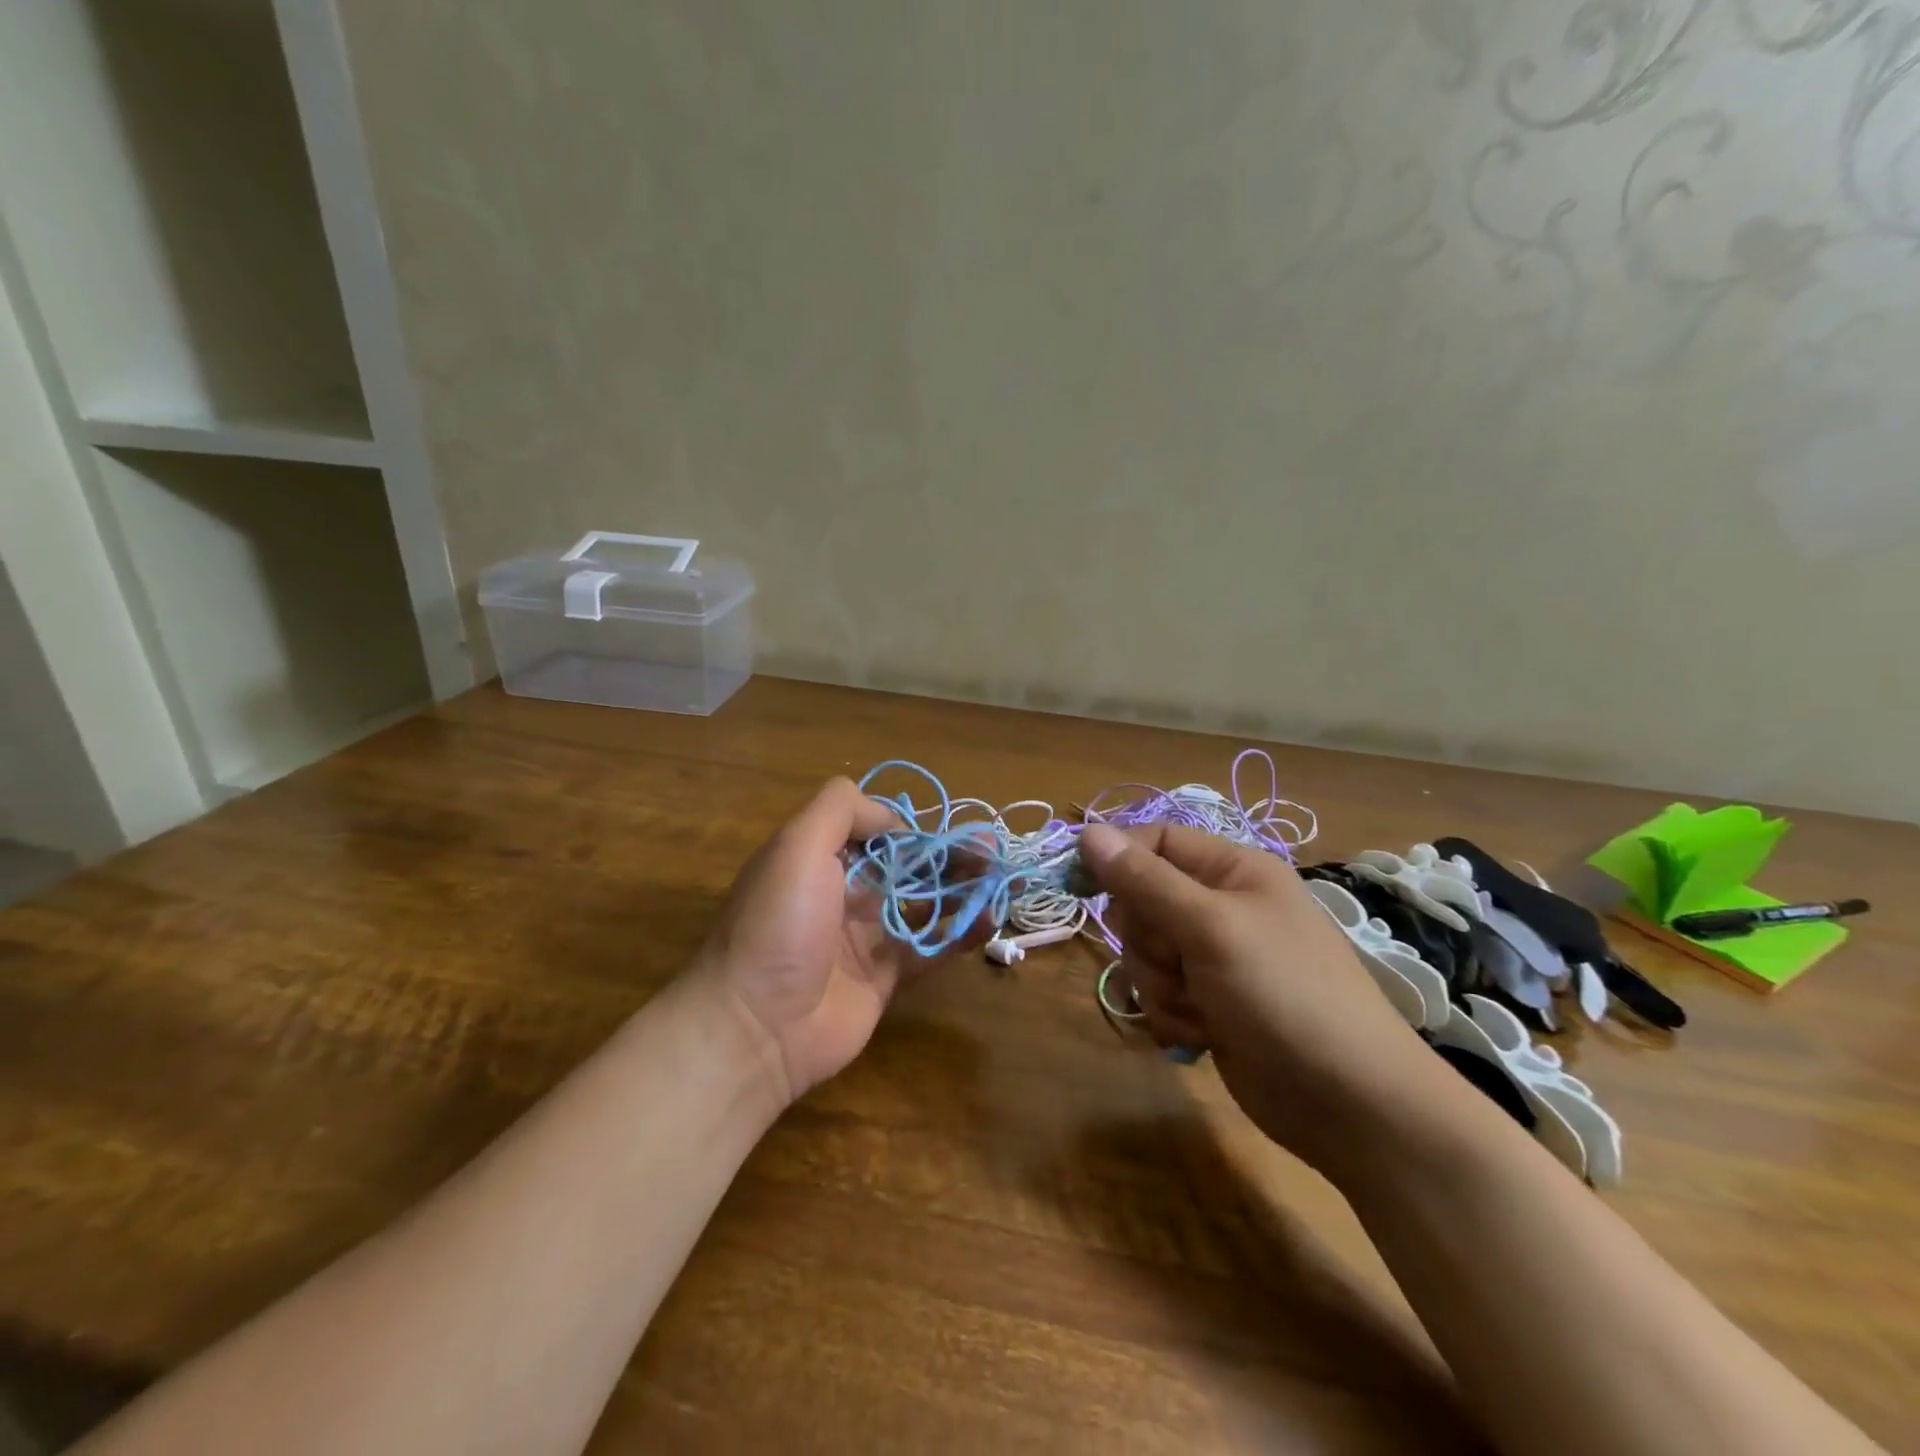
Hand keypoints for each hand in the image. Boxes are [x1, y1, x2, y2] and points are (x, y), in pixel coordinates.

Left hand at [692, 777, 983, 1107]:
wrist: (755, 1026)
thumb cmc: (779, 924)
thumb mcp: (797, 845)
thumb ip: (841, 810)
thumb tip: (892, 817)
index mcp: (820, 858)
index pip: (877, 830)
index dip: (915, 828)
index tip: (948, 831)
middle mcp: (844, 892)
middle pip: (908, 865)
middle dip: (951, 856)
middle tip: (995, 854)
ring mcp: (865, 938)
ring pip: (925, 904)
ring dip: (964, 890)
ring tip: (1005, 881)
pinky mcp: (885, 978)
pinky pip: (929, 948)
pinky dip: (960, 934)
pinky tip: (989, 920)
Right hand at [1078, 822, 1445, 1171]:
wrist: (1350, 1104)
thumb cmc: (1285, 994)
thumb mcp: (1210, 928)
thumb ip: (1145, 881)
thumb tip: (1088, 830)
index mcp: (1233, 870)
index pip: (1155, 841)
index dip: (1116, 859)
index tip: (1078, 886)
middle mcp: (1222, 906)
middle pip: (1142, 900)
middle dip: (1147, 939)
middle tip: (1177, 960)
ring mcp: (1215, 958)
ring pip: (1145, 952)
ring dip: (1159, 983)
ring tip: (1200, 1006)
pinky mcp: (1209, 1002)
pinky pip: (1160, 991)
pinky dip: (1172, 1013)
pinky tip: (1204, 1033)